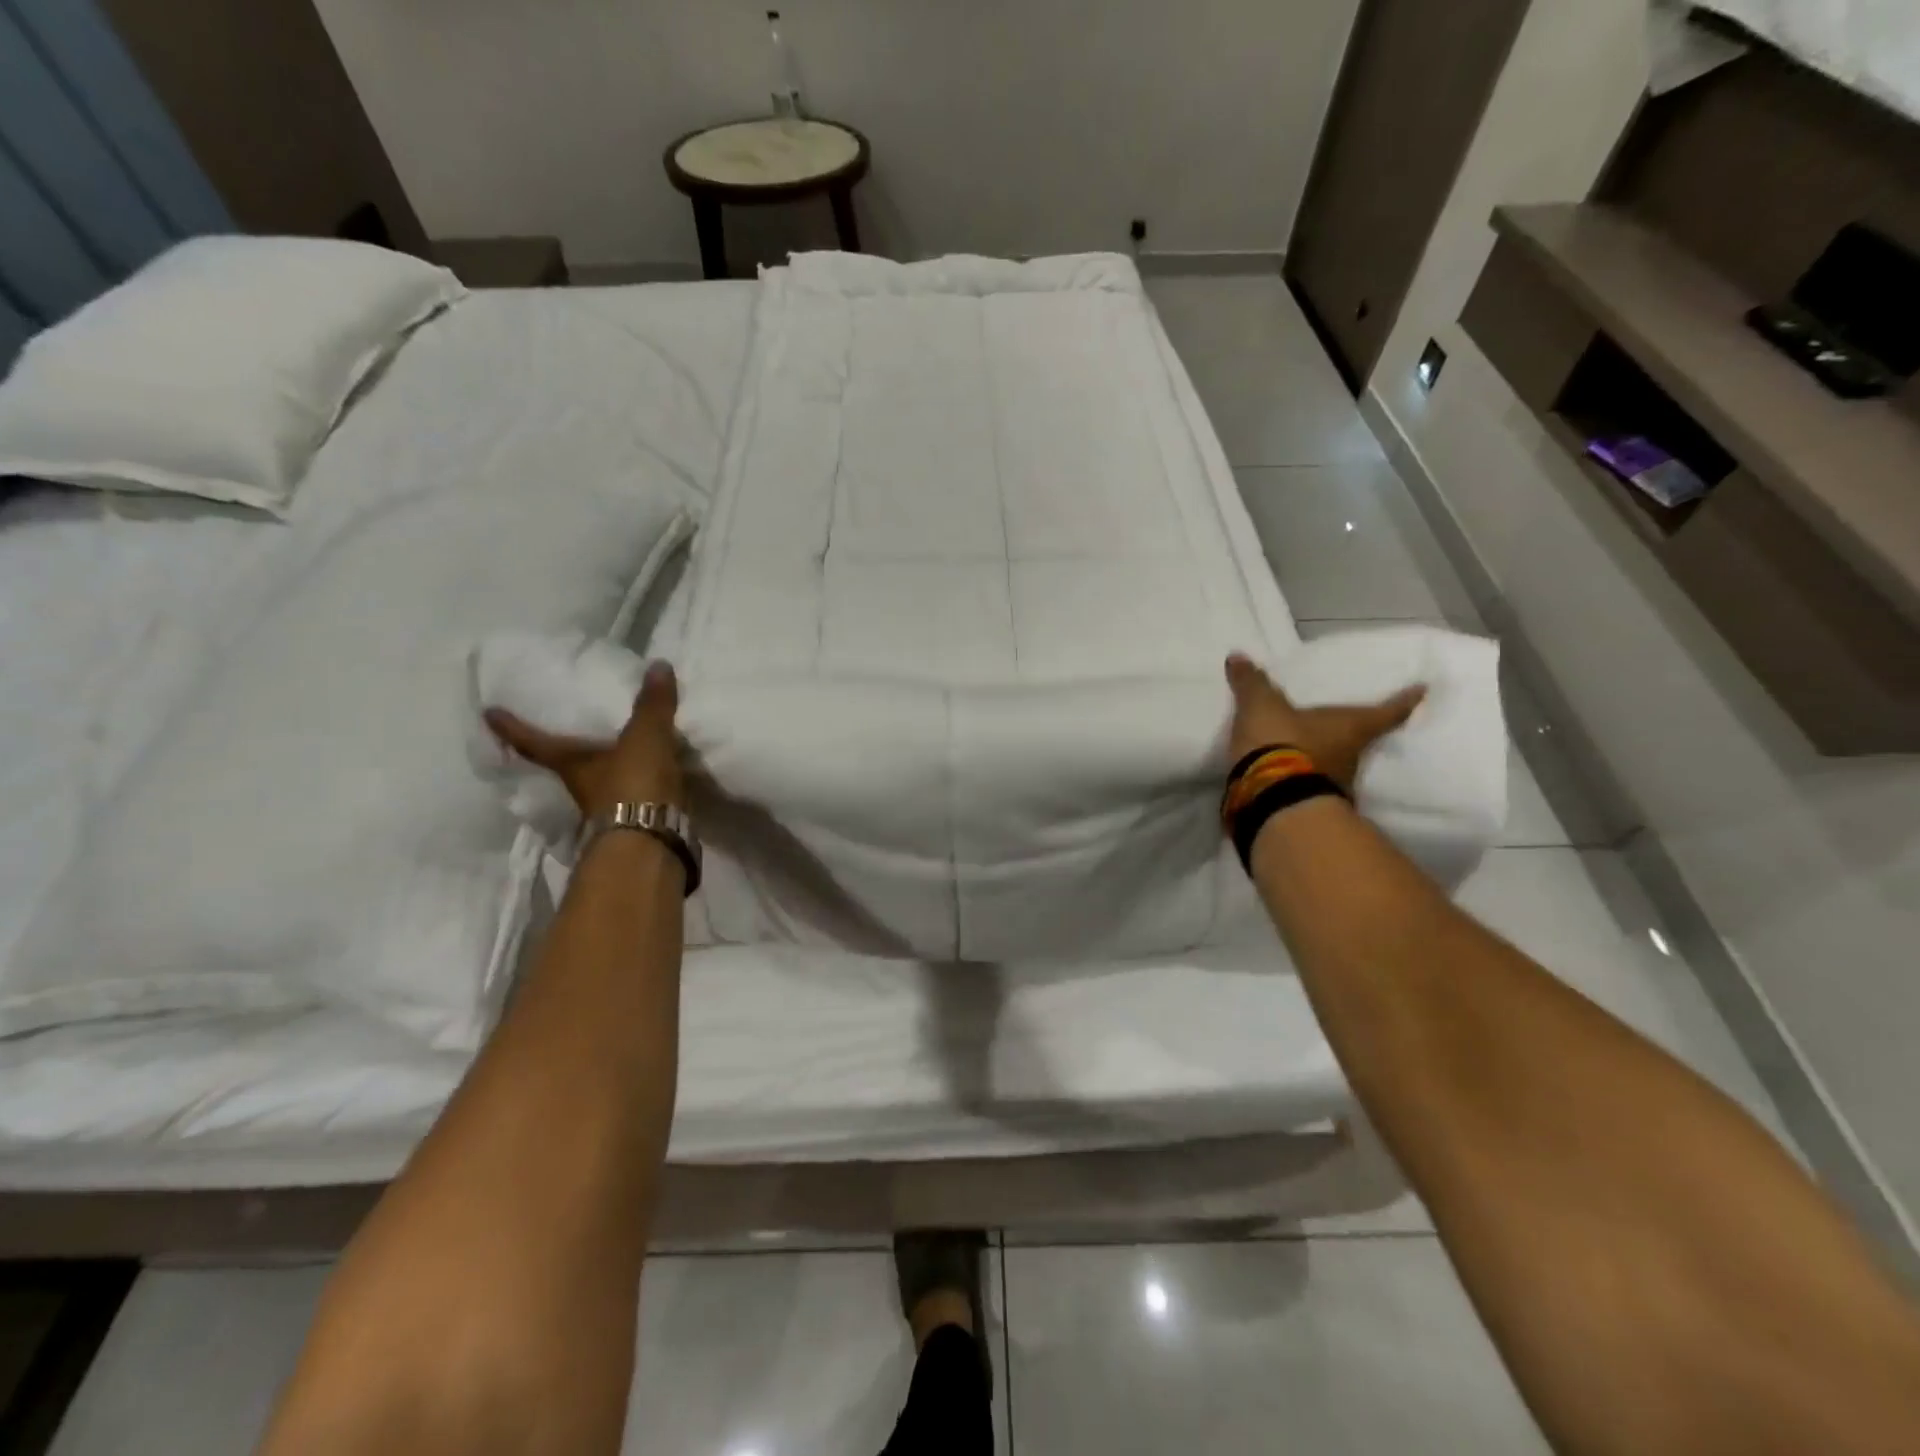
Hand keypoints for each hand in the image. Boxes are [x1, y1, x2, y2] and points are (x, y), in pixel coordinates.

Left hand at [485, 660, 684, 817]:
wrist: (652, 840)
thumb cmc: (633, 784)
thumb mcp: (645, 737)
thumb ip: (652, 705)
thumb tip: (658, 665)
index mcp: (572, 764)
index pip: (534, 743)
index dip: (511, 728)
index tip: (487, 714)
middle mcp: (582, 787)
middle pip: (563, 765)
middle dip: (560, 750)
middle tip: (559, 730)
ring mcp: (606, 809)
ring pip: (597, 782)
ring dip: (601, 769)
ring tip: (612, 750)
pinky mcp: (634, 821)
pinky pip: (630, 794)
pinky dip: (634, 784)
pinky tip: (647, 776)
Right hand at [1225, 652, 1425, 794]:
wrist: (1270, 800)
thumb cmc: (1281, 742)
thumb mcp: (1261, 706)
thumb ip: (1252, 683)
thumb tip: (1237, 656)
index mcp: (1351, 727)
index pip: (1386, 711)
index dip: (1405, 701)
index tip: (1423, 691)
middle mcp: (1352, 758)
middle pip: (1361, 741)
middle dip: (1355, 733)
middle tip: (1349, 722)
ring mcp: (1335, 786)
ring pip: (1336, 766)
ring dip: (1326, 758)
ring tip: (1310, 749)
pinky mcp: (1311, 807)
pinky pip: (1311, 786)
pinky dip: (1303, 778)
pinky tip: (1288, 774)